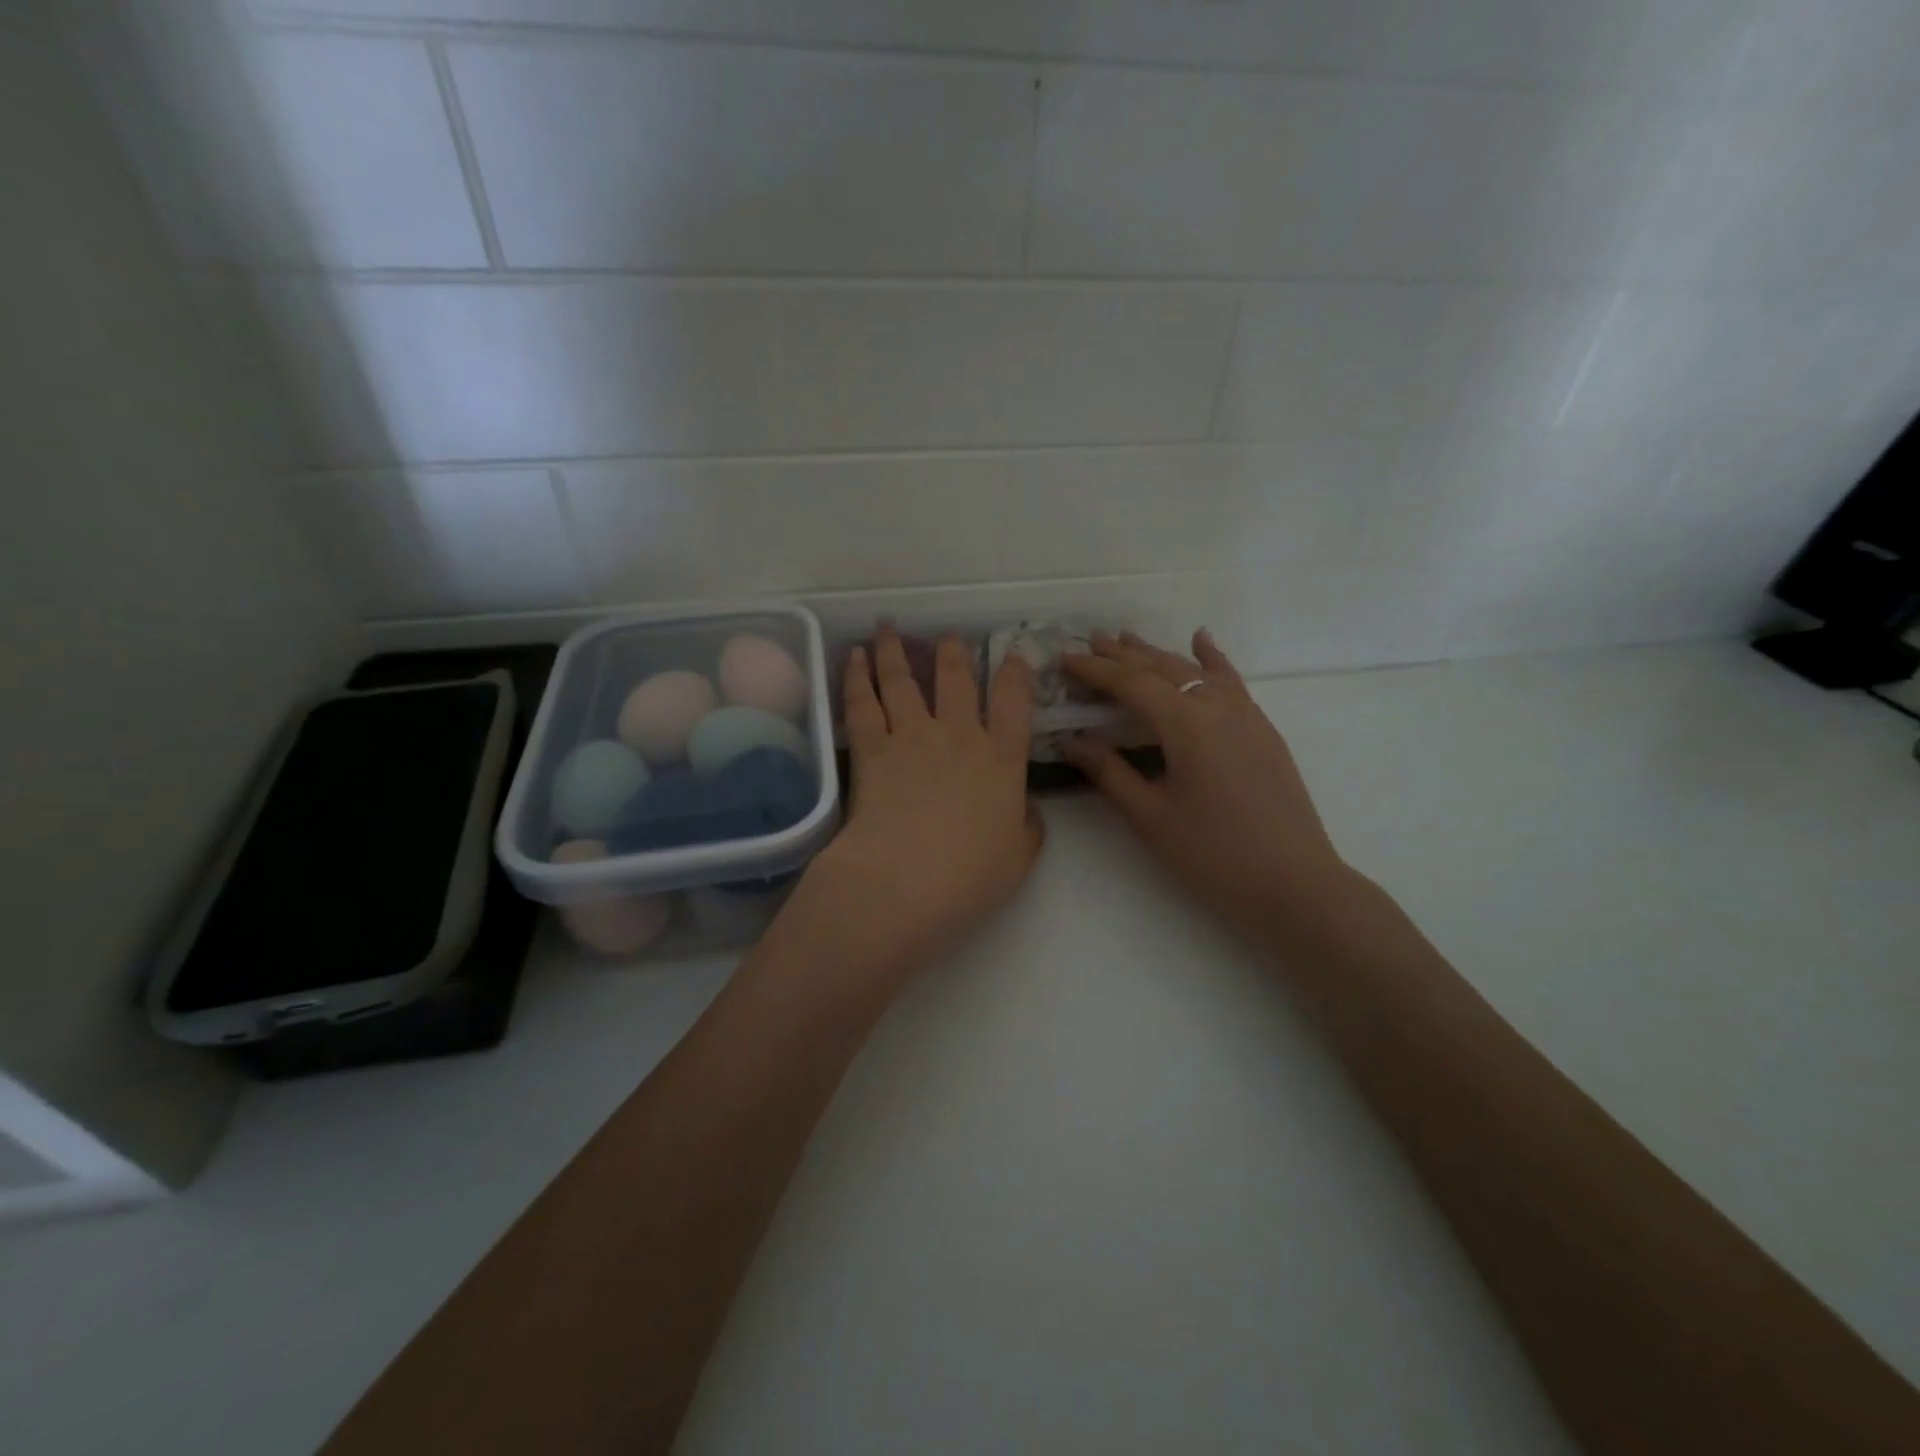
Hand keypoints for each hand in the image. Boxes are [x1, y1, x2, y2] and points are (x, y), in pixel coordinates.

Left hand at [793, 626, 1043, 981]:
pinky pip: (862, 703)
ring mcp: (912, 737)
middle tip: (949, 635)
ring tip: (887, 626)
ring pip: (902, 679)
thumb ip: (1028, 828)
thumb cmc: (970, 876)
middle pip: (955, 679)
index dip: (1015, 675)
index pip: (1014, 704)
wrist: (905, 880)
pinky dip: (856, 676)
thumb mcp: (1019, 857)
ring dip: (894, 649)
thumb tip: (1027, 810)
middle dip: (954, 652)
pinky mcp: (871, 749)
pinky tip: (853, 656)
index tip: (1013, 656)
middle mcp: (958, 736)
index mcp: (1002, 760)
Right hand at [1059, 631, 1357, 946]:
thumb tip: (1071, 740)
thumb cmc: (1212, 854)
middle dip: (1123, 655)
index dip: (1095, 670)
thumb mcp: (1150, 816)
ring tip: (1128, 640)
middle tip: (1089, 642)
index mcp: (1185, 724)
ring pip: (1196, 670)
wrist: (1293, 884)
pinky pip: (1231, 681)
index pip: (1131, 684)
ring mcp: (1245, 715)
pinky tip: (1202, 640)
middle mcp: (1216, 706)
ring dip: (1159, 654)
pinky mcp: (1262, 730)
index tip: (1065, 658)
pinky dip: (1211, 659)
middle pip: (1162, 668)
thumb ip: (1109, 772)